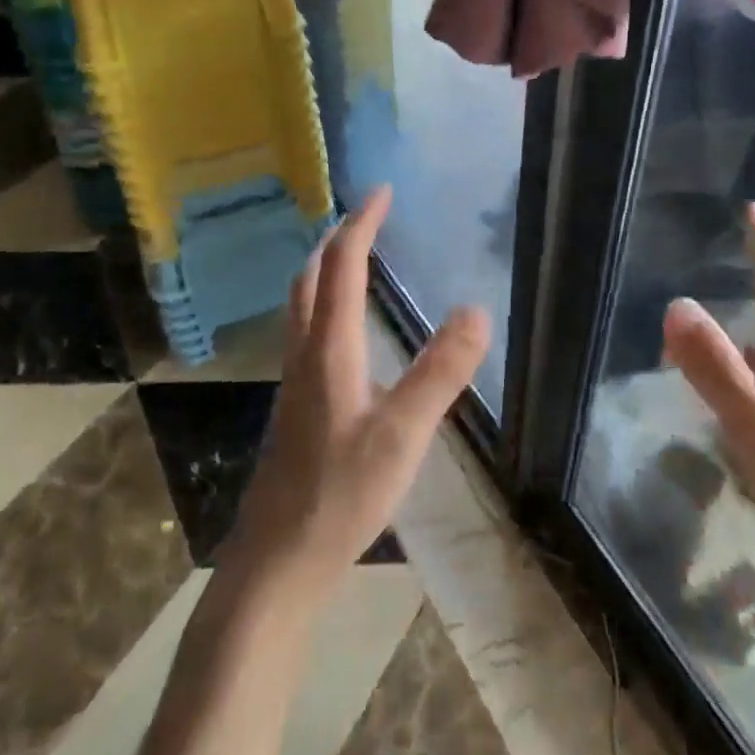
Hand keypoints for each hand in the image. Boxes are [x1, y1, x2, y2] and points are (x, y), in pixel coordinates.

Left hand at [224, 186, 489, 604]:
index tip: (381, 192)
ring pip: (303, 305)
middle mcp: (305, 354)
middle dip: (338, 238)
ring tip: (356, 258)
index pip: (342, 266)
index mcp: (329, 348)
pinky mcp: (296, 406)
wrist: (278, 562)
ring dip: (327, 269)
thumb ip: (440, 372)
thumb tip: (476, 309)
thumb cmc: (340, 494)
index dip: (361, 224)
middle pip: (311, 277)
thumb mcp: (402, 434)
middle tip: (369, 217)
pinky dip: (326, 303)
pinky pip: (308, 331)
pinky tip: (346, 330)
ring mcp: (295, 381)